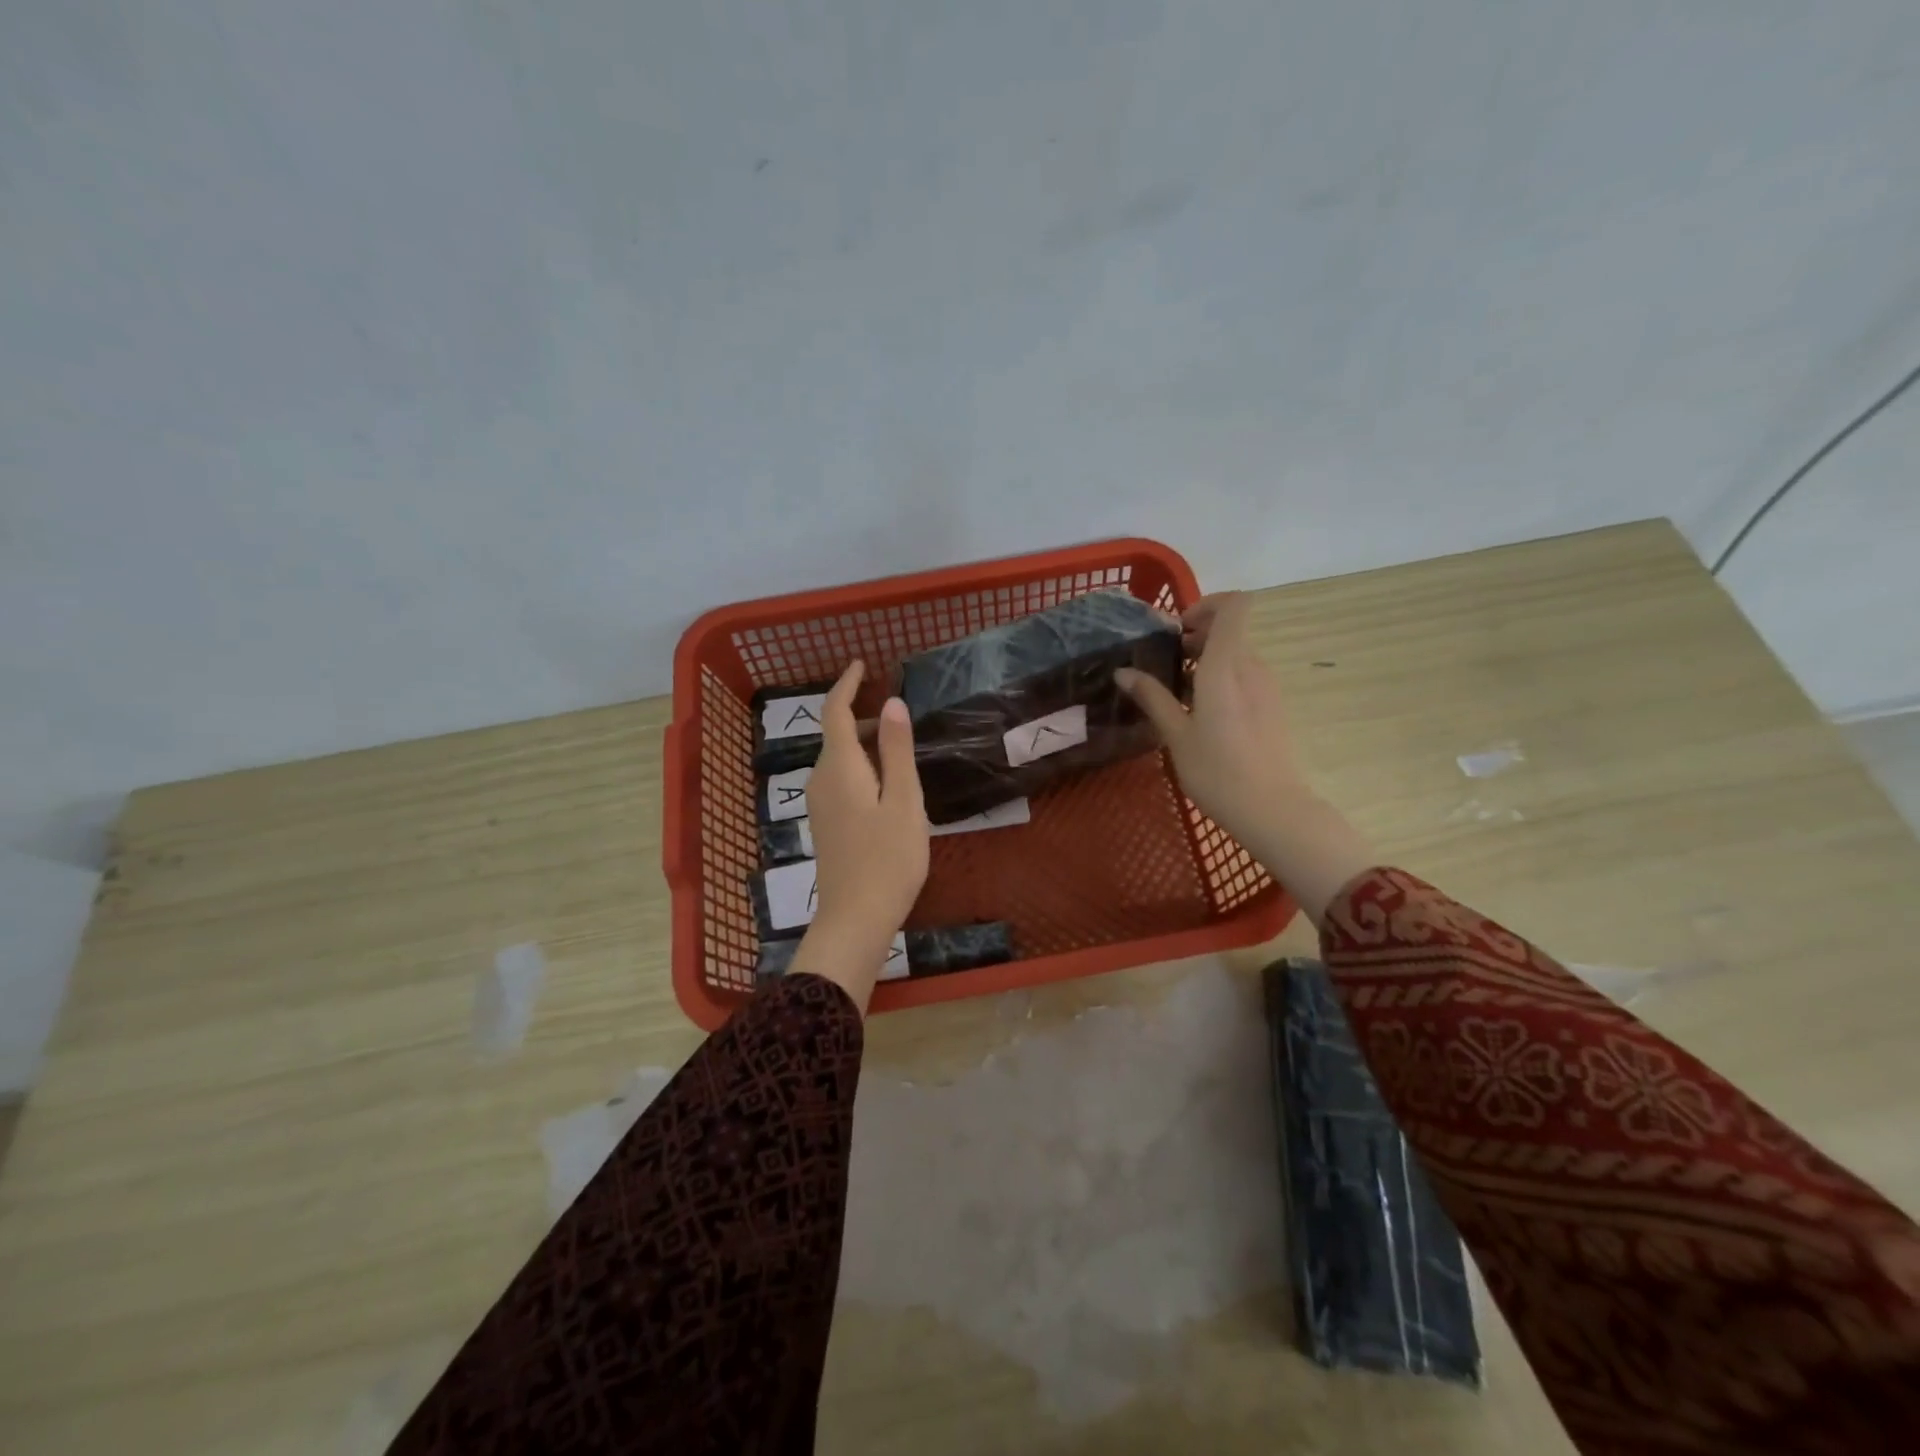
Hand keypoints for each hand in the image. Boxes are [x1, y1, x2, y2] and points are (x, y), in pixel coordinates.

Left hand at [787, 661, 929, 1009]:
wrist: (855, 918)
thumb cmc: (888, 859)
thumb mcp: (904, 801)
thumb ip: (898, 751)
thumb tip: (892, 704)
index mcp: (840, 768)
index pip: (835, 712)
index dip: (847, 684)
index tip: (862, 664)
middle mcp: (821, 780)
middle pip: (837, 735)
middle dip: (863, 715)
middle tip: (899, 713)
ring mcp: (820, 804)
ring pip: (839, 759)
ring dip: (864, 743)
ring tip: (900, 747)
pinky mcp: (826, 824)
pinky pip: (840, 779)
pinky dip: (860, 766)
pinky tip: (886, 784)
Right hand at [1117, 593, 1371, 924]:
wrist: (1273, 810)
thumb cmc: (1217, 771)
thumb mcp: (1175, 734)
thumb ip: (1152, 697)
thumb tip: (1123, 672)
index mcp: (1226, 666)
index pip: (1234, 605)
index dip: (1207, 604)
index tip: (1177, 629)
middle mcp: (1252, 667)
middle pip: (1231, 629)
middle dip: (1197, 635)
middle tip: (1165, 662)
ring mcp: (1267, 686)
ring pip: (1237, 653)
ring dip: (1208, 659)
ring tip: (1178, 691)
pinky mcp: (1273, 706)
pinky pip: (1245, 676)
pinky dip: (1222, 678)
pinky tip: (1201, 712)